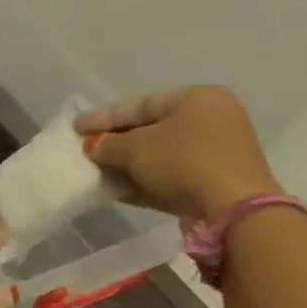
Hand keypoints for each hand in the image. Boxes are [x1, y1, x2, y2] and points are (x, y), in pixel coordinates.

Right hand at [74, 85, 281, 221]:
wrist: (231, 208)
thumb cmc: (183, 161)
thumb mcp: (135, 147)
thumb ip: (107, 144)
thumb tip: (93, 147)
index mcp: (196, 98)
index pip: (140, 104)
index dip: (103, 116)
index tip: (75, 126)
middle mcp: (209, 120)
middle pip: (149, 129)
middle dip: (114, 142)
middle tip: (84, 149)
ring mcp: (213, 153)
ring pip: (157, 155)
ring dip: (124, 164)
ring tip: (93, 171)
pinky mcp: (210, 182)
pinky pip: (167, 176)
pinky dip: (141, 181)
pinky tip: (113, 189)